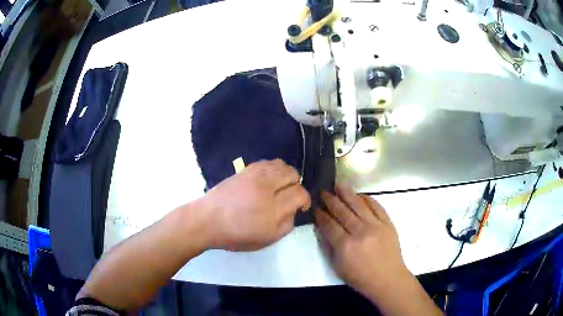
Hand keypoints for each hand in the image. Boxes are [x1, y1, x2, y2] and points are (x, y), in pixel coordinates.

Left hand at [201, 159, 310, 250]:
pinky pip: (266, 162)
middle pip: (293, 174)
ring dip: (285, 175)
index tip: (301, 207)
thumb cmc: (236, 235)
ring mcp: (255, 175)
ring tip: (279, 186)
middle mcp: (267, 187)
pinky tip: (267, 179)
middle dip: (296, 185)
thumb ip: (286, 225)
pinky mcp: (245, 170)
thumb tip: (294, 211)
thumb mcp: (266, 240)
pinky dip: (273, 168)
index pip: (300, 193)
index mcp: (274, 208)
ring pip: (281, 164)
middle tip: (289, 196)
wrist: (207, 220)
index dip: (305, 199)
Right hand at [315, 185, 408, 296]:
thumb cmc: (360, 277)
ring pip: (359, 205)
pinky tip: (360, 195)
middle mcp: (360, 232)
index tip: (316, 207)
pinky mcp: (388, 223)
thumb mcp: (338, 267)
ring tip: (339, 184)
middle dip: (331, 200)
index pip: (330, 225)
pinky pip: (377, 207)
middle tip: (324, 191)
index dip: (321, 215)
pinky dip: (368, 199)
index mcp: (346, 246)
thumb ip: (329, 247)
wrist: (388, 278)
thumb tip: (322, 229)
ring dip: (347, 193)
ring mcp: (376, 226)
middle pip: (342, 212)